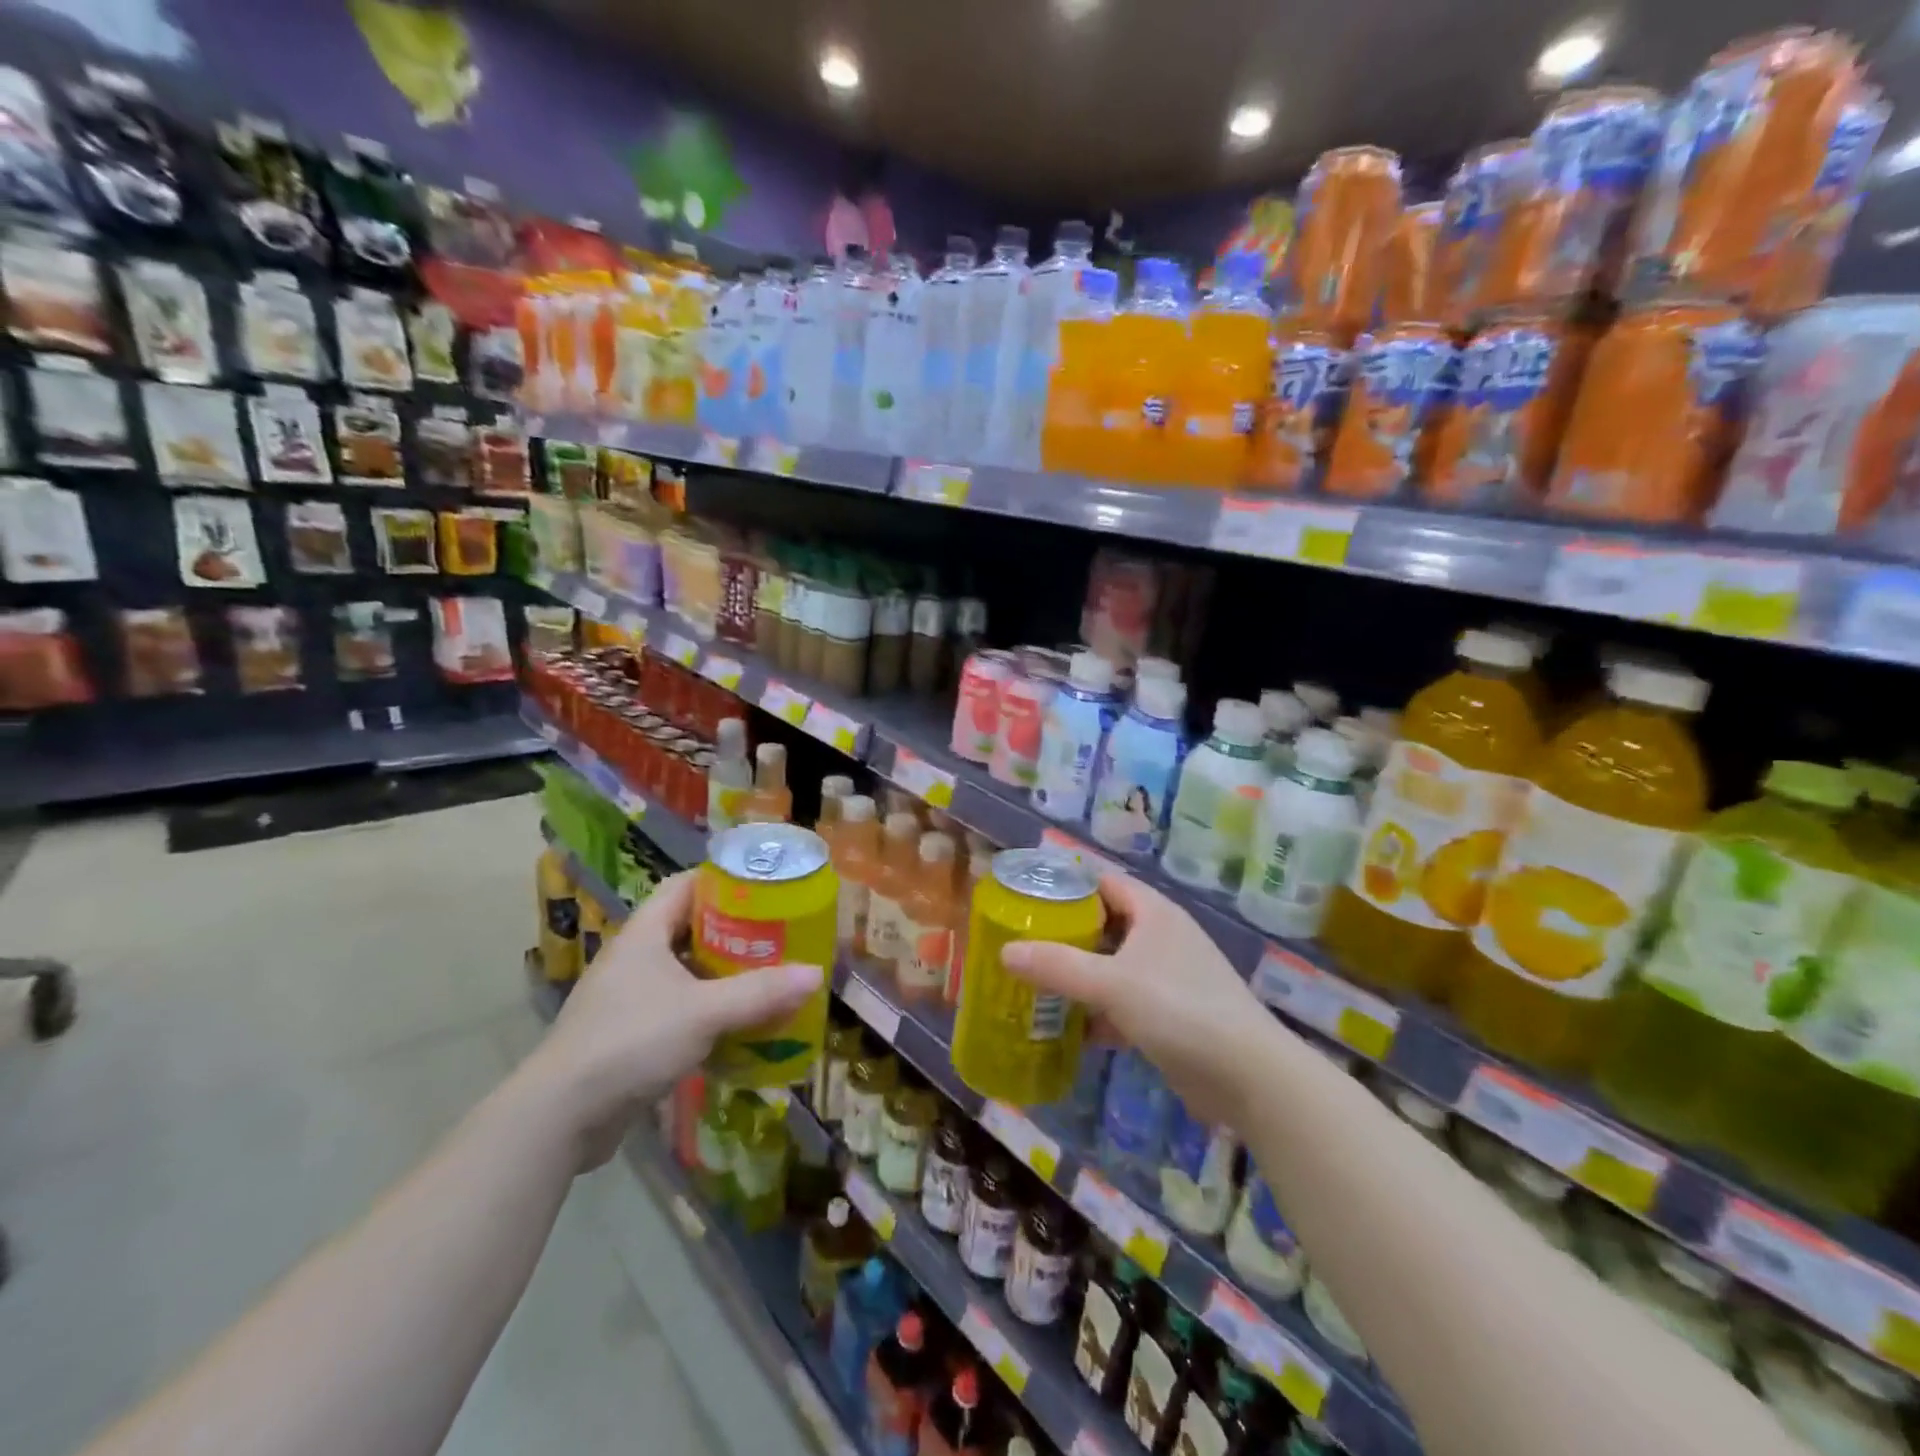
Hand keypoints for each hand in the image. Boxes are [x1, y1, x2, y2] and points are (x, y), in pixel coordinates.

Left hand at [525, 870, 821, 1169]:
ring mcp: (630, 998)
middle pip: (690, 929)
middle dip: (735, 932)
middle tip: (778, 935)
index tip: (764, 887)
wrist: (559, 1117)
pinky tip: (740, 1026)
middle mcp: (635, 958)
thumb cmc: (631, 1041)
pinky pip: (680, 1009)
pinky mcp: (630, 1036)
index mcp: (644, 934)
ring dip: (724, 975)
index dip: (723, 881)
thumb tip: (815, 974)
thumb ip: (760, 993)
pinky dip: (710, 1011)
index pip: (685, 886)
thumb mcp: (703, 1012)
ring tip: (769, 977)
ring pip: (687, 972)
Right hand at [1002, 872, 1275, 1125]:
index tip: (1026, 899)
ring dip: (1078, 976)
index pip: (1103, 883)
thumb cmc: (1179, 1009)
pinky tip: (1066, 1028)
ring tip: (1033, 983)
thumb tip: (1005, 952)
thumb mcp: (1112, 984)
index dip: (1066, 886)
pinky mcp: (1169, 1015)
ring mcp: (1167, 977)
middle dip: (1065, 935)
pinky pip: (1122, 1002)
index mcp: (1154, 912)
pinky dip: (1097, 1012)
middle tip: (1021, 943)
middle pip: (1104, 925)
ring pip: (1112, 967)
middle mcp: (1161, 937)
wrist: (1248, 1077)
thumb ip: (1058, 966)